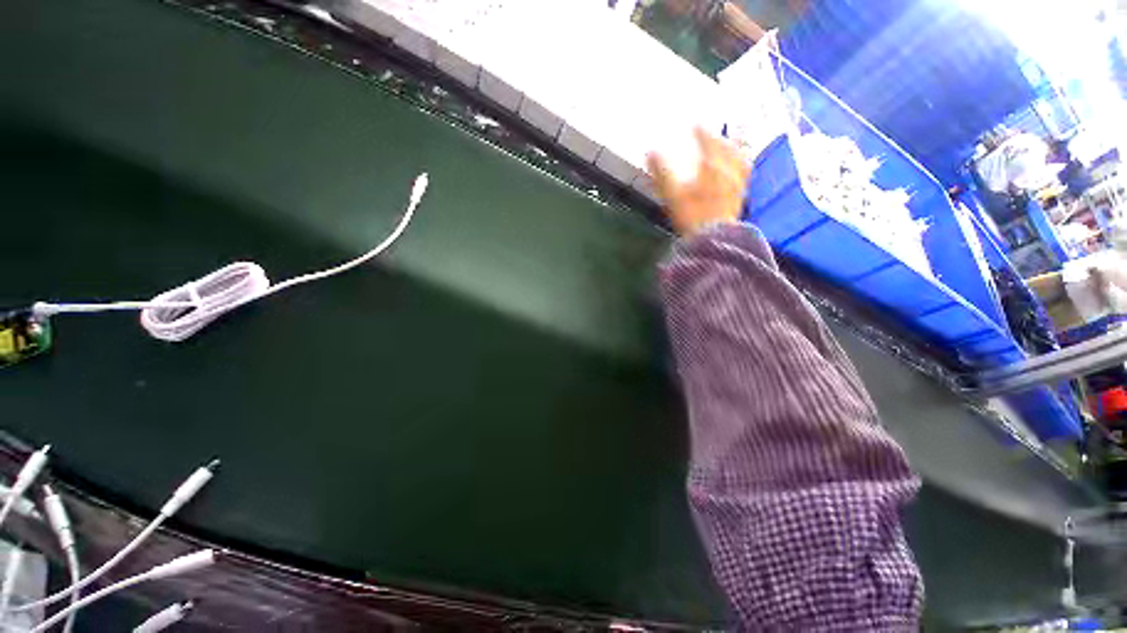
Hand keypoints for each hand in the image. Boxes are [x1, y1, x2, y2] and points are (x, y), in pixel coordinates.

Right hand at [646, 127, 750, 236]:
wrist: (713, 238)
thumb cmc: (691, 216)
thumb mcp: (672, 195)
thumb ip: (661, 174)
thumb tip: (650, 152)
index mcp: (711, 167)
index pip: (708, 143)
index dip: (702, 133)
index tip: (697, 124)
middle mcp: (728, 171)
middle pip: (726, 149)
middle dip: (719, 140)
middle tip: (713, 135)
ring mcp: (737, 183)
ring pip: (739, 159)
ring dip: (733, 150)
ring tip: (730, 146)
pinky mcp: (740, 196)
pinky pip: (744, 174)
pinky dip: (741, 165)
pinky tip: (739, 168)